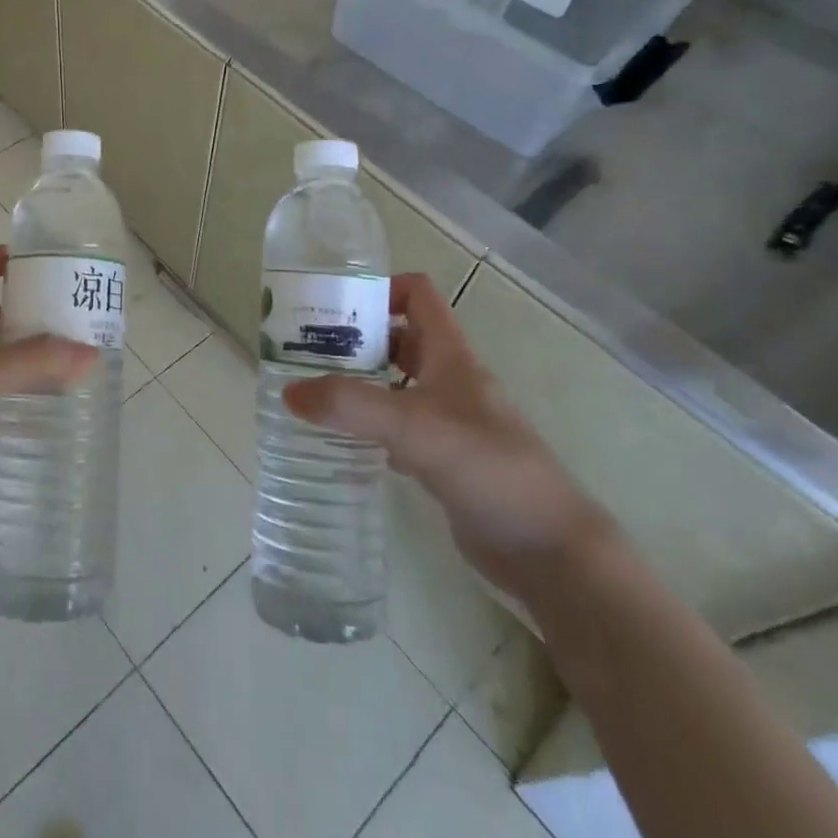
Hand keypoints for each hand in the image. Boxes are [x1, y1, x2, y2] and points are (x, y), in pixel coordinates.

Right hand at [283, 273, 612, 607]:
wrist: (548, 549)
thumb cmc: (487, 468)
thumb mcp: (413, 427)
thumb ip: (350, 406)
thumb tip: (289, 392)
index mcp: (450, 355)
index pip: (417, 295)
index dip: (378, 288)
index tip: (333, 304)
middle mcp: (450, 379)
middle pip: (398, 338)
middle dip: (355, 338)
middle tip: (305, 349)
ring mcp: (449, 420)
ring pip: (396, 384)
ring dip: (359, 382)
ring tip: (313, 390)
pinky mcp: (444, 458)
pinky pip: (399, 427)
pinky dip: (370, 426)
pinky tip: (342, 440)